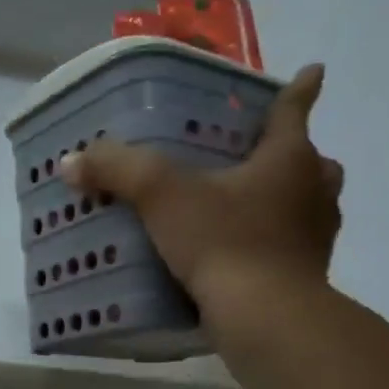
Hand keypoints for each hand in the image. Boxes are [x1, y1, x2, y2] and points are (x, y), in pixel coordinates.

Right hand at [61, 62, 341, 321]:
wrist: (265, 318)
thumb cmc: (223, 241)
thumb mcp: (161, 196)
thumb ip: (117, 170)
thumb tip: (72, 161)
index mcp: (289, 158)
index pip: (293, 110)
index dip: (300, 88)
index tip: (313, 71)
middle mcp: (313, 191)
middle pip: (312, 161)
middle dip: (294, 154)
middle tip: (263, 156)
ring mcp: (316, 236)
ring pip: (311, 204)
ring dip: (291, 199)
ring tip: (252, 205)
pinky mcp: (308, 275)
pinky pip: (295, 246)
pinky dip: (277, 242)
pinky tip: (243, 253)